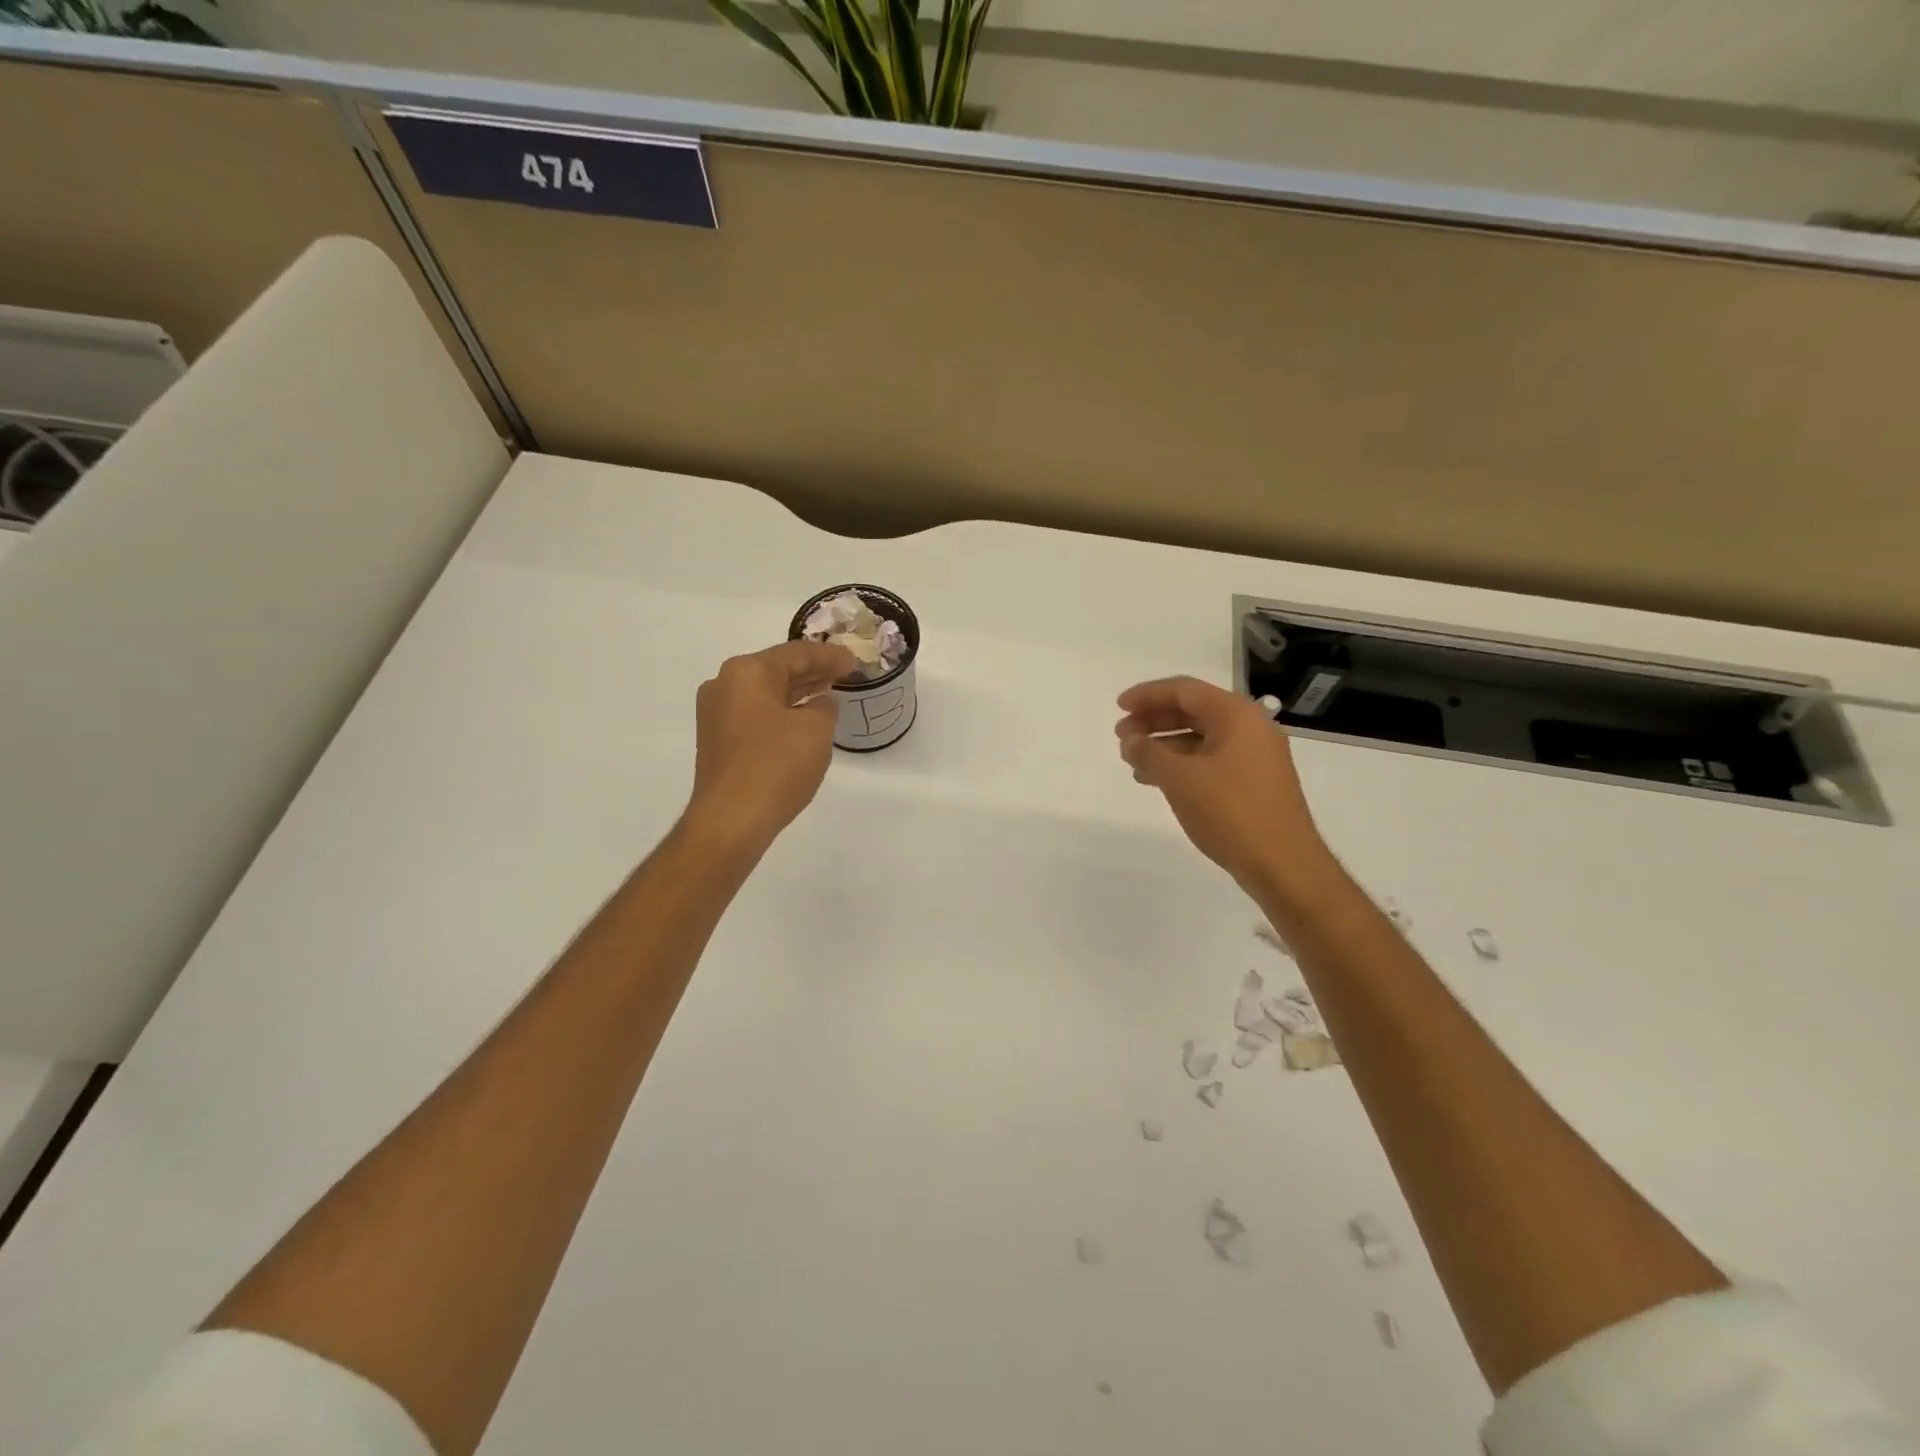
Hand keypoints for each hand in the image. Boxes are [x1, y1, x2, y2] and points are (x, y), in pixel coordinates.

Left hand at [685, 641, 856, 856]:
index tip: (855, 661)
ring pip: (766, 692)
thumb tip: (817, 704)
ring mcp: (716, 713)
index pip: (797, 653)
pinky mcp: (717, 740)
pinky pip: (756, 713)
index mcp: (747, 672)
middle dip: (812, 671)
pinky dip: (782, 711)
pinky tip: (803, 720)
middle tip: (844, 673)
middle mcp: (724, 684)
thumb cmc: (776, 766)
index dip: (830, 656)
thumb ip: (824, 706)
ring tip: (828, 692)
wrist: (731, 820)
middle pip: (777, 669)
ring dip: (797, 692)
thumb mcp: (816, 729)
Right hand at [1115, 677, 1332, 895]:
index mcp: (1236, 715)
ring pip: (1200, 738)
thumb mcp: (1180, 778)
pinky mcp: (1254, 782)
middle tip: (1121, 736)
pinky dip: (1182, 764)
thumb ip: (1149, 752)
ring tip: (1133, 761)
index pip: (1184, 690)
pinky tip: (1158, 781)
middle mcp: (1250, 727)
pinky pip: (1210, 760)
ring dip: (1164, 745)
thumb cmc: (1231, 811)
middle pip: (1193, 711)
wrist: (1283, 864)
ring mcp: (1255, 756)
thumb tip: (1130, 740)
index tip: (1118, 707)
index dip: (1147, 695)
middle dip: (1153, 721)